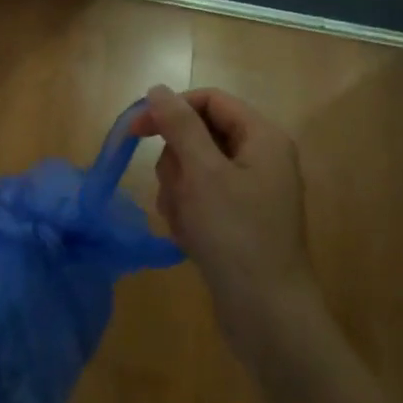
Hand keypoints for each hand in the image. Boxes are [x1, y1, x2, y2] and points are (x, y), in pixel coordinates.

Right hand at [134, 85, 317, 332]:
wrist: (267, 313)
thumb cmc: (236, 235)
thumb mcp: (202, 173)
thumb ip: (179, 125)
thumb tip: (158, 88)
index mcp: (262, 138)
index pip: (209, 101)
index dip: (171, 109)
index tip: (136, 131)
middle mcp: (260, 158)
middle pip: (198, 135)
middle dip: (176, 163)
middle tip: (178, 191)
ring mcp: (250, 191)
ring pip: (193, 169)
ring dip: (178, 192)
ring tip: (186, 222)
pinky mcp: (238, 219)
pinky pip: (200, 198)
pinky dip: (187, 213)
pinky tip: (190, 238)